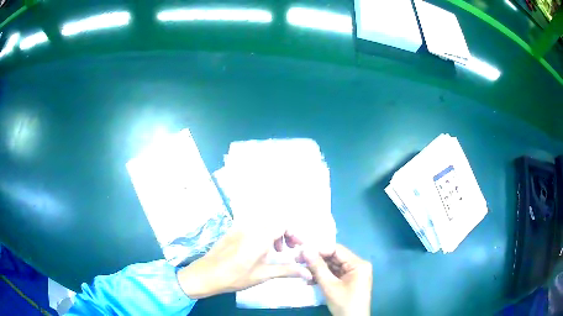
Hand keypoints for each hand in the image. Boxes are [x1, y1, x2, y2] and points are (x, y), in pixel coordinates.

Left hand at [177, 224, 311, 298]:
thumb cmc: (236, 276)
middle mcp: (251, 226)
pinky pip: (253, 226)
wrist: (206, 274)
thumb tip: (308, 273)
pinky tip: (258, 250)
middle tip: (287, 250)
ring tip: (274, 251)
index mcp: (260, 235)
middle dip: (286, 234)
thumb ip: (287, 270)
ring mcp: (239, 227)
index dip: (295, 234)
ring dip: (274, 234)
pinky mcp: (232, 231)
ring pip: (264, 223)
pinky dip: (262, 234)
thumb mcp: (263, 275)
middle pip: (275, 221)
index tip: (298, 248)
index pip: (284, 224)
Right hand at [303, 245, 371, 315]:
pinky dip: (323, 276)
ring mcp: (354, 274)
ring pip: (333, 266)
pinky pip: (335, 274)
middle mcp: (358, 265)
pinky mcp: (349, 281)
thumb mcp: (329, 286)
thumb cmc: (344, 303)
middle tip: (298, 260)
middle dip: (317, 260)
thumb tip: (305, 250)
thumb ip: (318, 267)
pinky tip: (310, 278)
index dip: (319, 249)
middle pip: (335, 258)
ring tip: (301, 269)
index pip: (337, 250)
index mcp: (358, 264)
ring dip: (318, 269)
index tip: (302, 251)